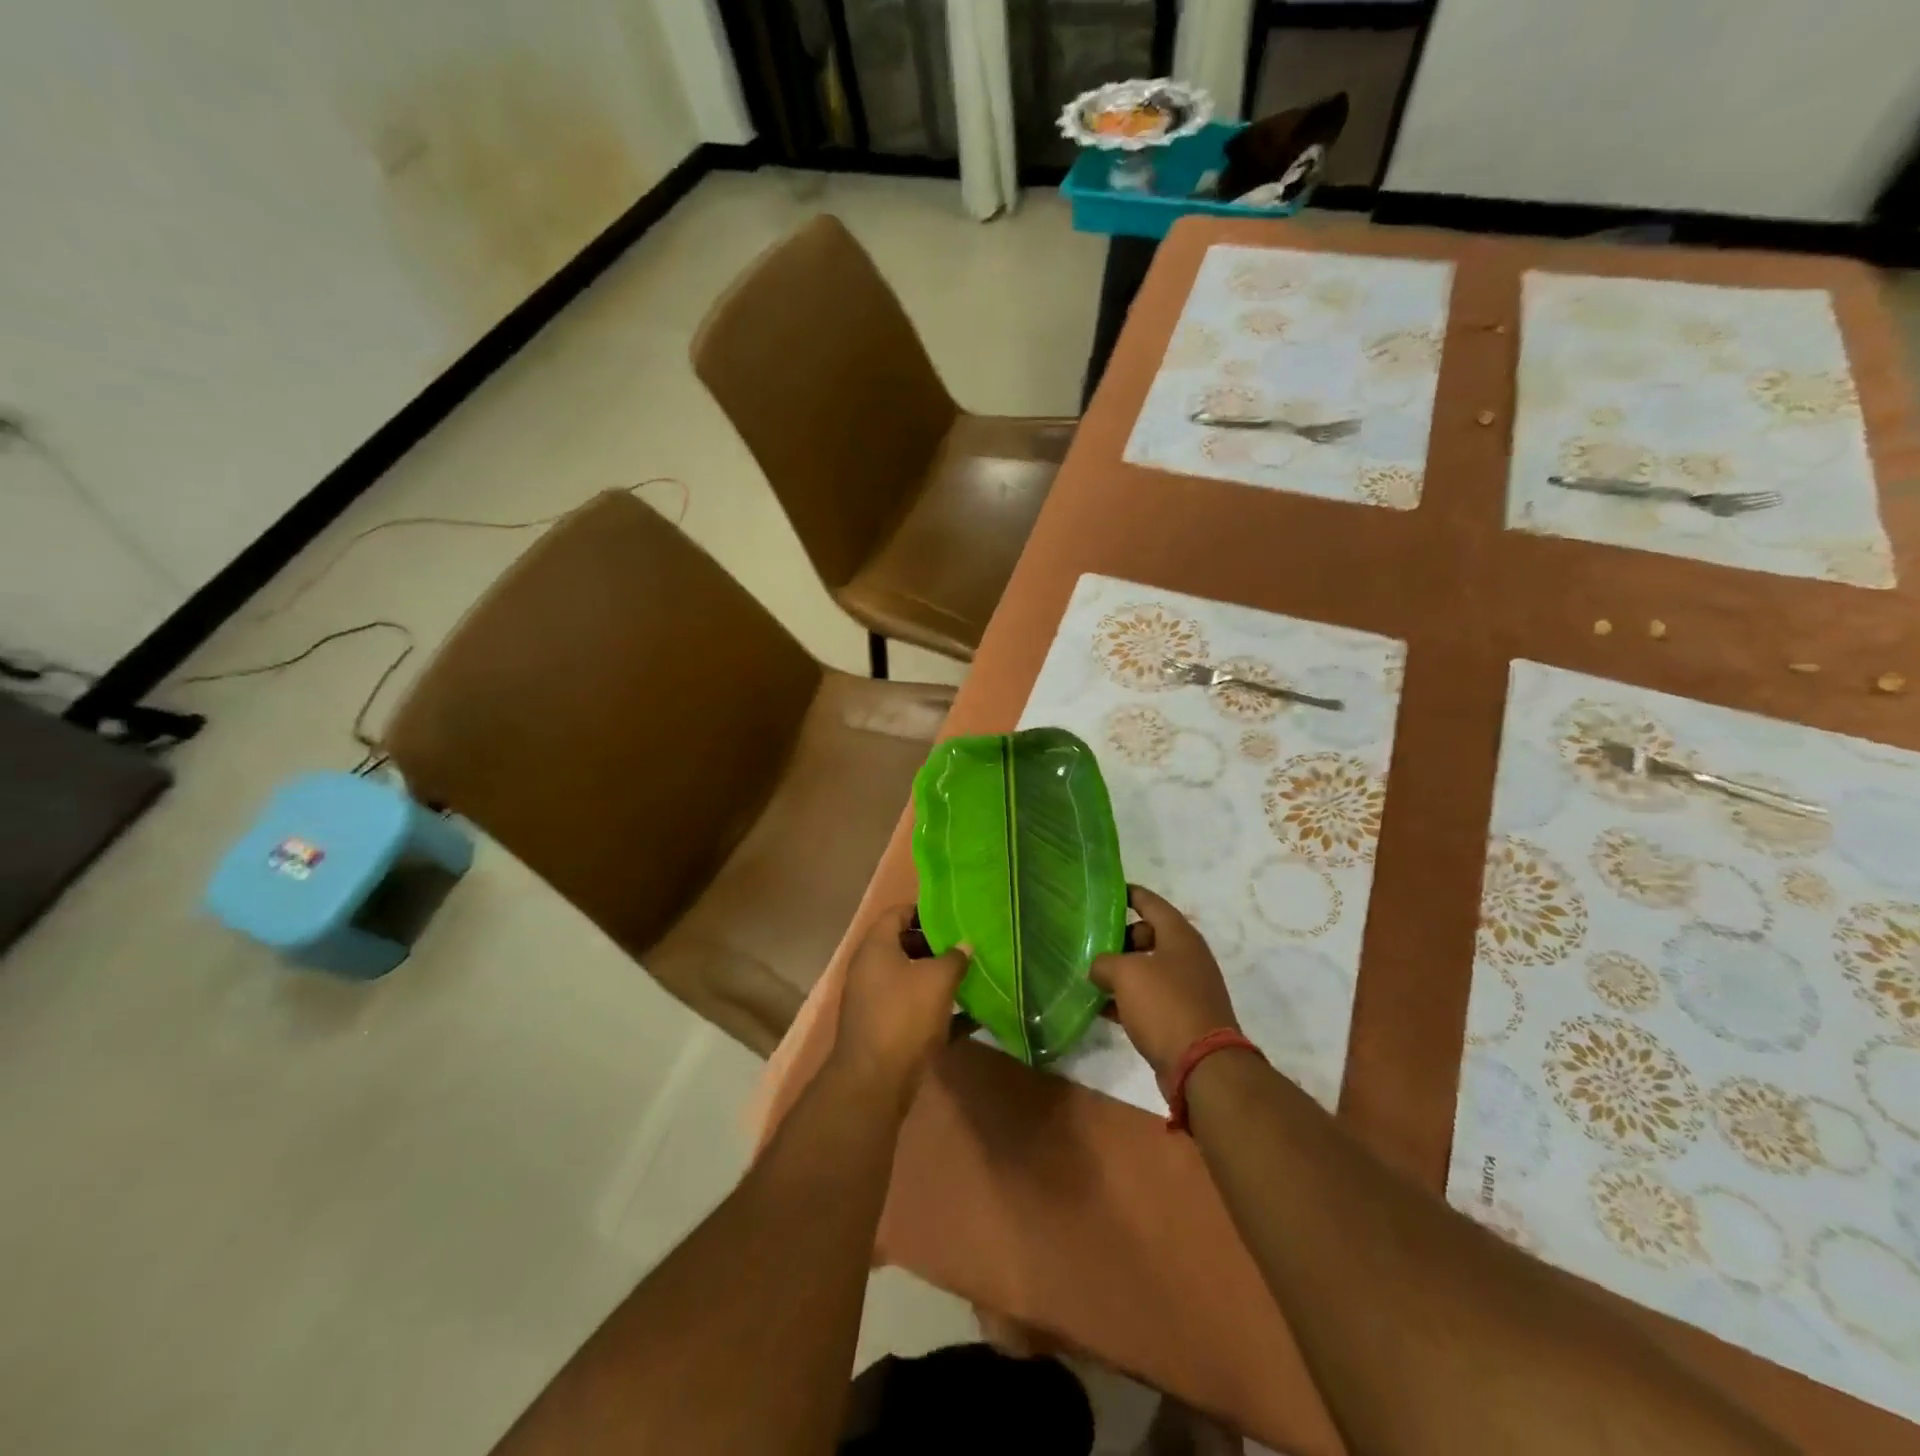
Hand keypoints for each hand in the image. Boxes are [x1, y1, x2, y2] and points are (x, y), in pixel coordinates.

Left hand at [830, 905, 968, 1104]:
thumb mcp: (937, 981)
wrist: (874, 1082)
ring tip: (971, 976)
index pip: (897, 913)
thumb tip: (965, 945)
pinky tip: (969, 1016)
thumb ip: (954, 958)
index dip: (924, 910)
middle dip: (936, 945)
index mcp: (876, 947)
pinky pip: (913, 1009)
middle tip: (966, 946)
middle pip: (904, 945)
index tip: (953, 915)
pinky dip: (937, 1010)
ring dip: (938, 978)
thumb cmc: (904, 1016)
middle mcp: (870, 969)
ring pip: (910, 979)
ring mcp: (874, 1001)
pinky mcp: (884, 1029)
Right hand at [1091, 885, 1239, 1080]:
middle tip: (1090, 940)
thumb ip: (1104, 962)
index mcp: (1179, 936)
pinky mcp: (1181, 1018)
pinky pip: (1149, 999)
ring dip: (1121, 970)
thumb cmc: (1165, 1005)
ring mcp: (1187, 989)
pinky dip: (1127, 999)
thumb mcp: (1126, 974)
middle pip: (1149, 935)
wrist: (1202, 1066)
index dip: (1129, 894)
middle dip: (1120, 936)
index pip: (1151, 903)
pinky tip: (1101, 1007)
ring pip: (1148, 969)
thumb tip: (1098, 968)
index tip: (1105, 892)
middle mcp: (1187, 957)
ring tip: (1089, 972)